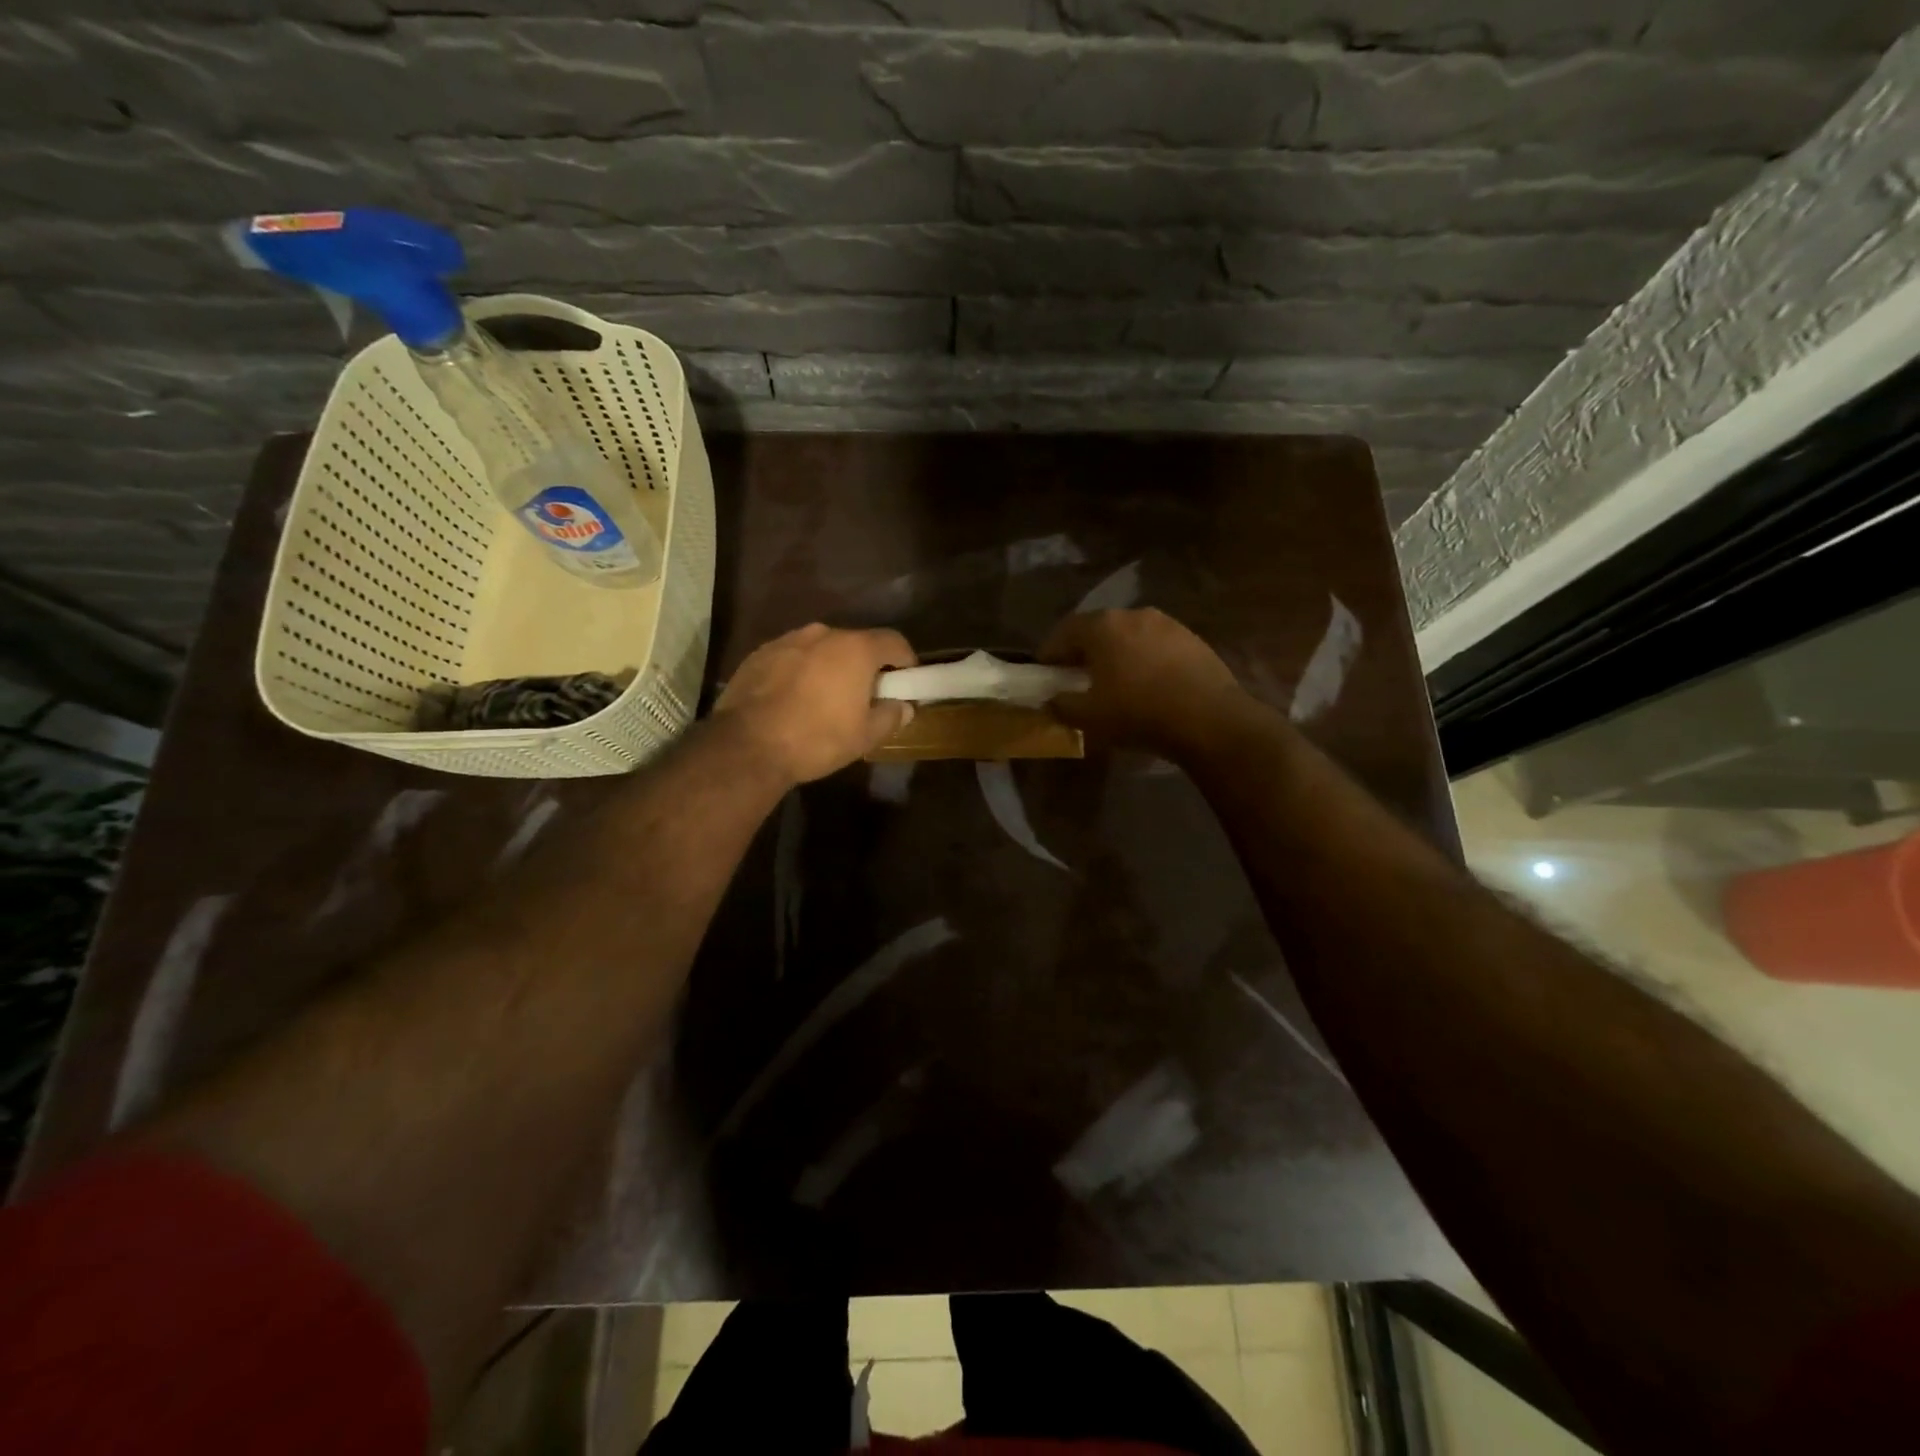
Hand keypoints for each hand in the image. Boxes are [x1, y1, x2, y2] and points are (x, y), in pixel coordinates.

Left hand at [712, 624, 916, 785]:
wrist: (747, 745)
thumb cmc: (817, 739)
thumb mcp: (865, 736)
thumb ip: (891, 716)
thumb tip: (904, 706)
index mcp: (855, 649)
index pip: (894, 641)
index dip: (906, 660)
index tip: (906, 681)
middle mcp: (823, 634)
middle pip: (856, 643)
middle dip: (865, 665)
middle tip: (864, 695)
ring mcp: (787, 640)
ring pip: (821, 648)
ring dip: (830, 666)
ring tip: (825, 697)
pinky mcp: (759, 654)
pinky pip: (792, 657)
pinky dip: (800, 671)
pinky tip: (793, 699)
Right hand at [1041, 609, 1246, 760]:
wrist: (1209, 719)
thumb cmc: (1137, 712)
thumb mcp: (1088, 716)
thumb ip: (1061, 705)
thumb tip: (1050, 700)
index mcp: (1102, 626)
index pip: (1064, 631)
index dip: (1049, 652)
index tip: (1044, 671)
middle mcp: (1133, 615)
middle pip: (1098, 629)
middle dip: (1084, 651)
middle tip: (1077, 676)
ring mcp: (1167, 624)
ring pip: (1130, 636)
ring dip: (1117, 654)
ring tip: (1114, 681)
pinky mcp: (1193, 639)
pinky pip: (1156, 646)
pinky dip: (1144, 660)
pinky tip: (1148, 684)